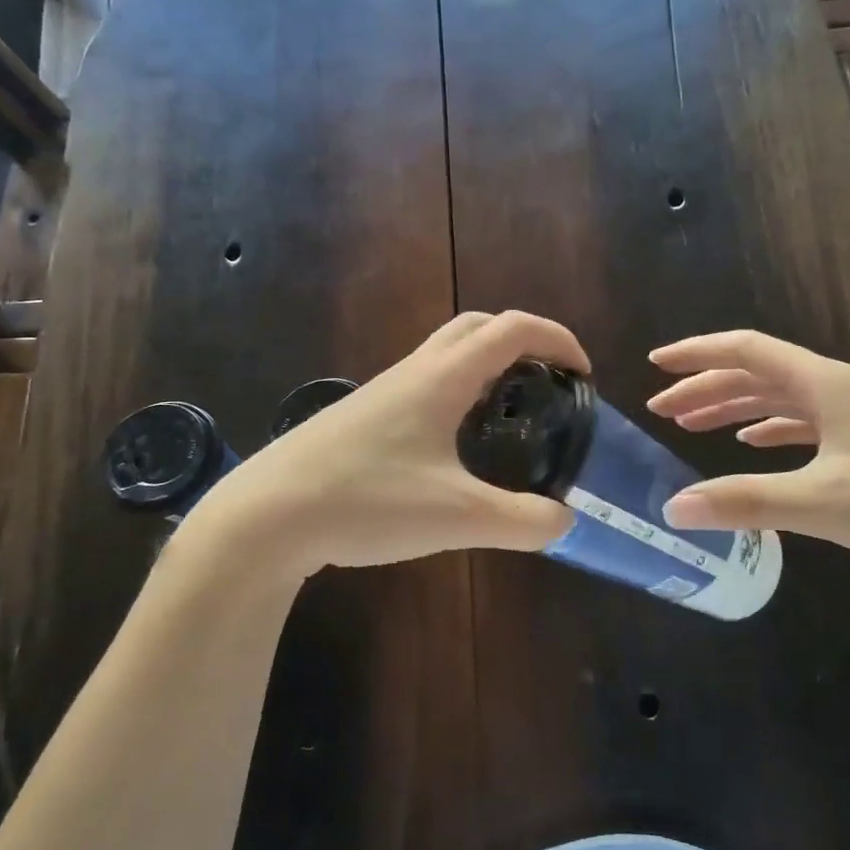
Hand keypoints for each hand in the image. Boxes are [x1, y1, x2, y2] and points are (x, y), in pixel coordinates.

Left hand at [183, 311, 585, 577]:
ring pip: (444, 355)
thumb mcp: (457, 517)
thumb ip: (521, 521)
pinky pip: (422, 385)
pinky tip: (454, 448)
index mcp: (441, 378)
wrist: (266, 516)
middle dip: (521, 342)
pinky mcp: (360, 420)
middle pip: (476, 327)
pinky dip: (455, 394)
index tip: (583, 373)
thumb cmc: (366, 501)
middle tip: (547, 384)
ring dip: (485, 367)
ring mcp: (381, 393)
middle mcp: (412, 372)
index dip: (557, 339)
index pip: (512, 329)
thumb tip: (564, 521)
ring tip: (508, 416)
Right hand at [647, 330, 849, 590]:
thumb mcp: (821, 505)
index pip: (746, 351)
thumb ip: (744, 502)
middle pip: (757, 373)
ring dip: (732, 406)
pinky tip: (752, 443)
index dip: (697, 354)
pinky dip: (767, 426)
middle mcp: (836, 388)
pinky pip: (802, 421)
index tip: (655, 366)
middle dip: (705, 387)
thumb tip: (673, 508)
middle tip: (662, 410)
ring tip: (692, 425)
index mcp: (824, 384)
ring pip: (778, 397)